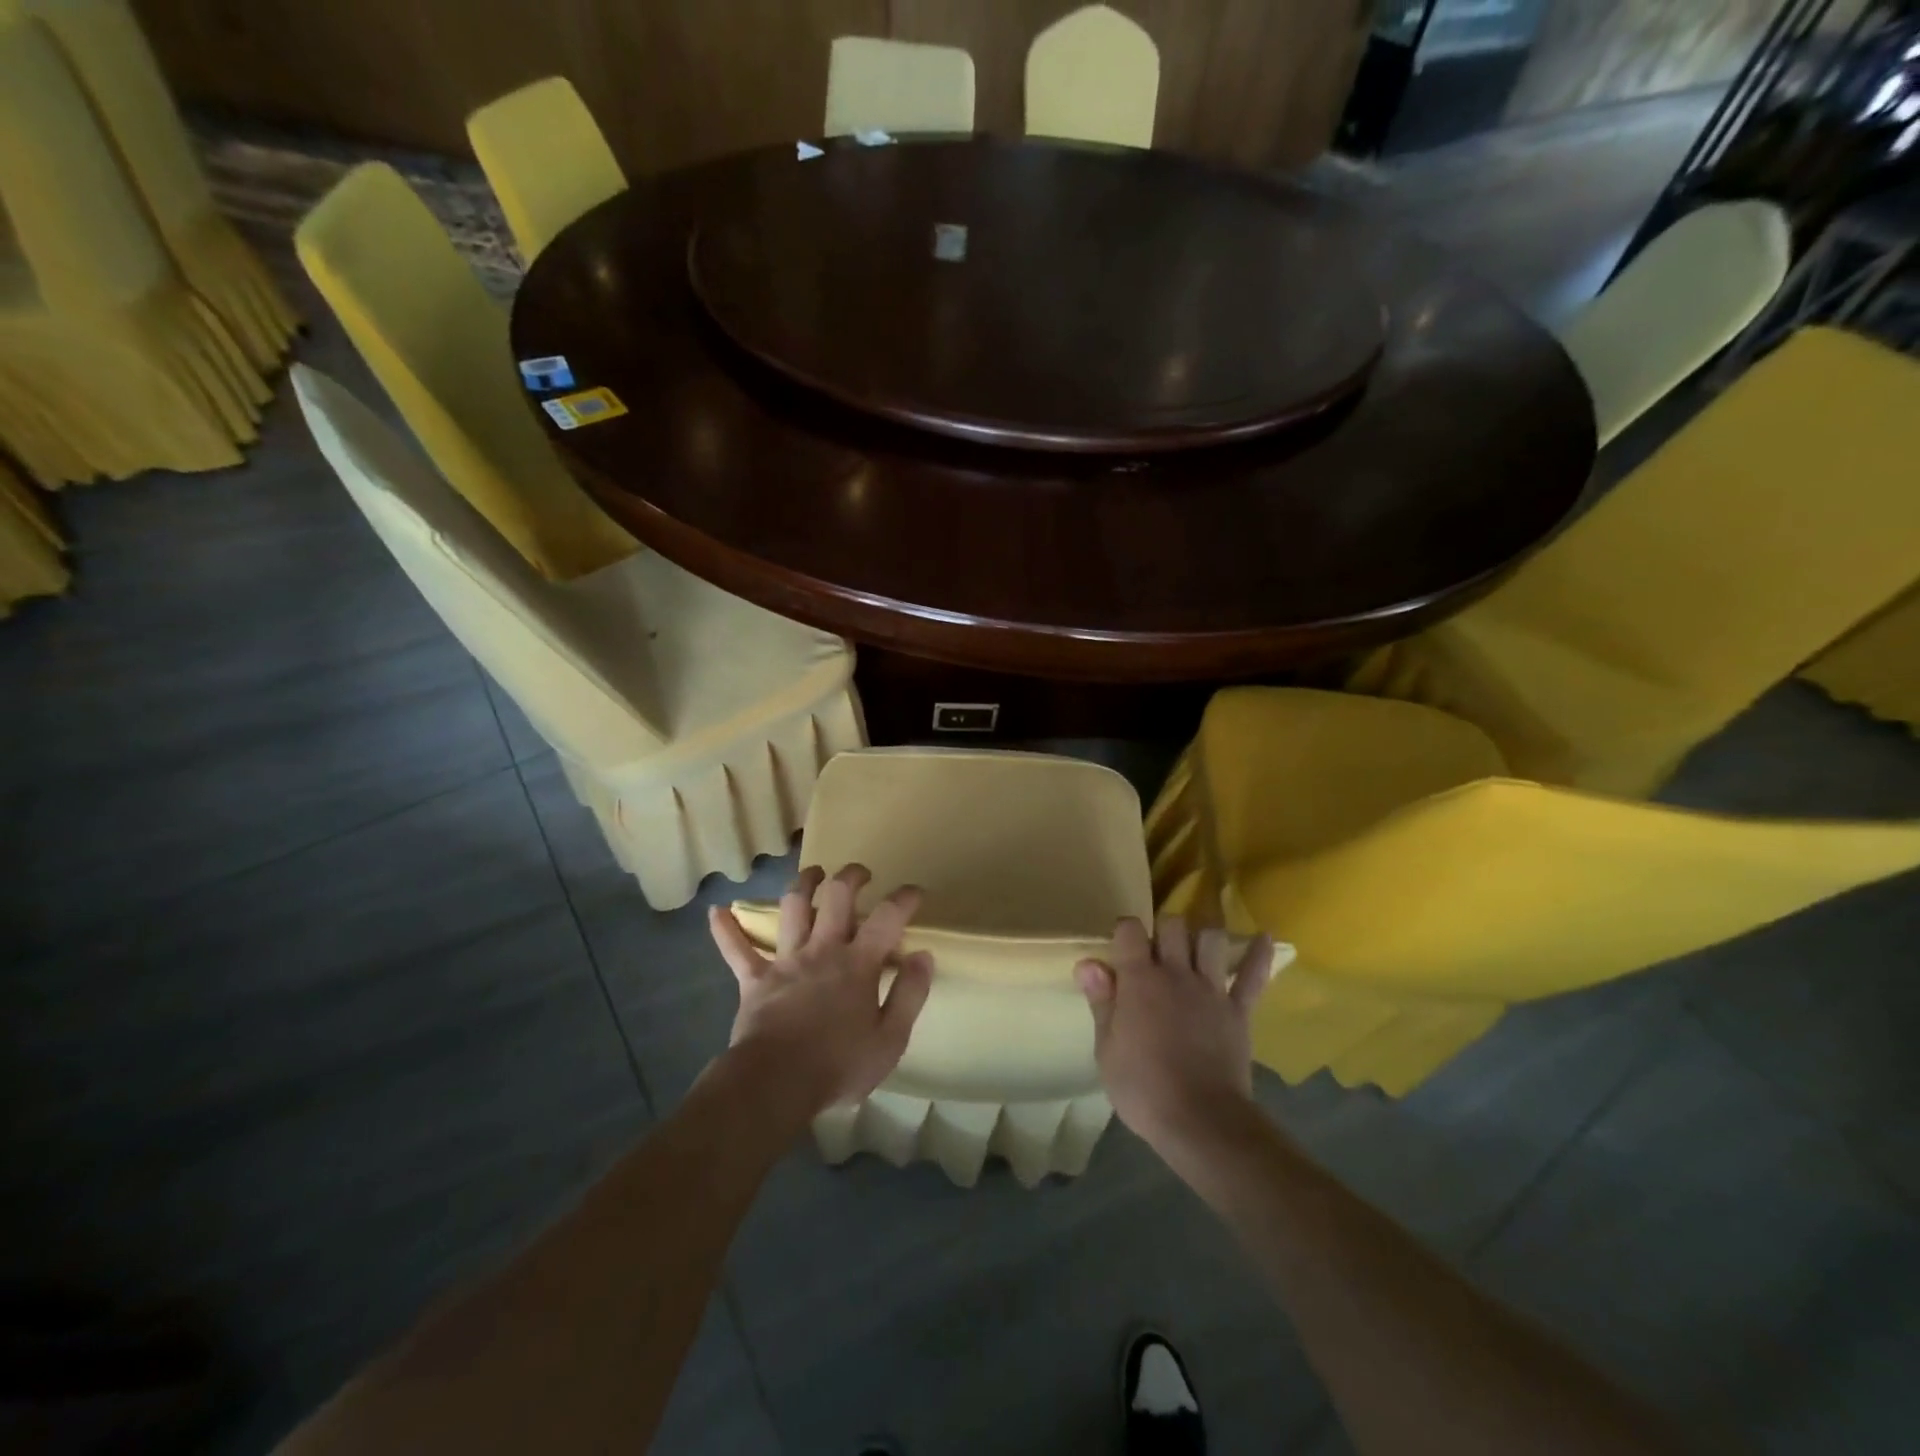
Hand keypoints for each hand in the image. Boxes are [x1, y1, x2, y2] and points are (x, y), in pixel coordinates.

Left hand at [707, 864, 933, 1118]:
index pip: (887, 918)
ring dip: (803, 884)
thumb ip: (910, 994)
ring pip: (793, 908)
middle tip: (861, 874)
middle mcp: (823, 950)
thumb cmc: (839, 1066)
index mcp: (859, 964)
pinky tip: (715, 911)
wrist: (775, 1085)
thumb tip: (923, 956)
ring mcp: (786, 961)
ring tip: (813, 873)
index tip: (914, 891)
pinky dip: (726, 930)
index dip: (903, 898)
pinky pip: (736, 950)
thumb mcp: (890, 1040)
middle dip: (851, 876)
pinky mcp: (754, 980)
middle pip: (837, 896)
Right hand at [1075, 916, 1276, 1151]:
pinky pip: (1252, 976)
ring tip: (1196, 946)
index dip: (1124, 930)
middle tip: (1156, 949)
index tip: (1120, 946)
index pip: (1130, 930)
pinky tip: (1264, 937)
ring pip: (1211, 939)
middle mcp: (1176, 974)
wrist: (1200, 1120)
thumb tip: (1088, 963)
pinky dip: (1259, 954)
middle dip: (1163, 928)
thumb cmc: (1143, 1088)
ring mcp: (1212, 990)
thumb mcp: (1106, 1050)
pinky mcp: (1239, 1010)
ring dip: (1202, 936)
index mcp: (1139, 981)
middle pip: (1173, 925)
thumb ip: (1101, 1002)